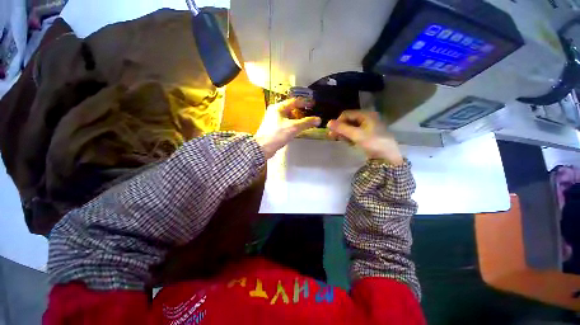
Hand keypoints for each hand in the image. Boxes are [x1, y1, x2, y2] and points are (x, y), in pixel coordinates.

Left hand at [256, 98, 320, 158]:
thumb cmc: (277, 135)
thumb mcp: (293, 127)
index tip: (313, 105)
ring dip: (297, 119)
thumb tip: (318, 120)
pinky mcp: (273, 128)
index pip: (294, 101)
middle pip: (291, 109)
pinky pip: (285, 123)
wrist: (262, 147)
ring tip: (305, 123)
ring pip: (288, 117)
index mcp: (278, 108)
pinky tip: (297, 129)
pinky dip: (292, 125)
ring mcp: (273, 120)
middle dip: (301, 112)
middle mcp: (275, 112)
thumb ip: (306, 123)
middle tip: (310, 115)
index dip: (304, 102)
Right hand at [327, 110, 403, 165]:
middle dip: (340, 128)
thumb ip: (342, 128)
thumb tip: (328, 123)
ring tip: (339, 140)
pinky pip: (354, 133)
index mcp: (366, 114)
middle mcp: (366, 118)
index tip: (332, 131)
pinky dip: (349, 136)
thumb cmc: (373, 142)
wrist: (387, 156)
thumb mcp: (356, 135)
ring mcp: (367, 126)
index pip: (347, 114)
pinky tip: (347, 142)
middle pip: (348, 120)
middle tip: (332, 136)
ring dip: (343, 133)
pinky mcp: (367, 134)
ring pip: (351, 127)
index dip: (338, 121)